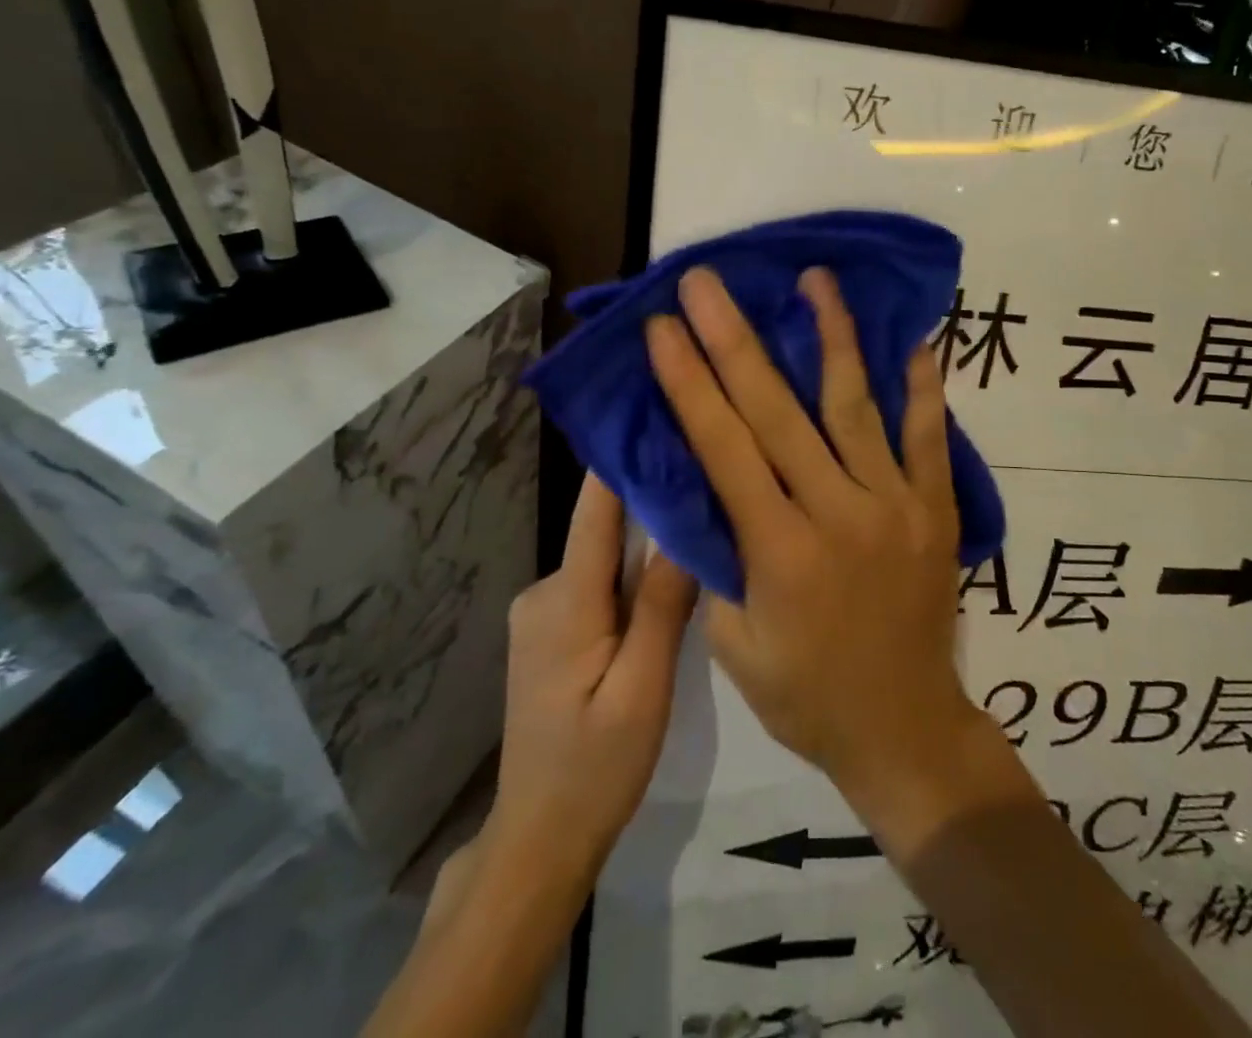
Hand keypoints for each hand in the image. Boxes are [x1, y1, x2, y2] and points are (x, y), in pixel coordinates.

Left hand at [477, 473, 695, 892]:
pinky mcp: (551, 629)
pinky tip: (670, 584)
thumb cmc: (594, 769)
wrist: (538, 839)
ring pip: (607, 558)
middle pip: (606, 529)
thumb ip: (662, 605)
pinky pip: (600, 583)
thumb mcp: (643, 690)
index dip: (626, 457)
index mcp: (565, 600)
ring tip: (705, 528)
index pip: (596, 507)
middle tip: (713, 480)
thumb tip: (684, 523)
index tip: (663, 413)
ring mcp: (543, 610)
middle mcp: (544, 590)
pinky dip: (633, 577)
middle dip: (654, 505)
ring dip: (648, 546)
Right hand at [645, 266, 1009, 826]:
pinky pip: (929, 435)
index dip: (689, 382)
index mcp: (778, 549)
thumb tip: (699, 485)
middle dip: (733, 340)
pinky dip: (922, 386)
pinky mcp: (936, 507)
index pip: (723, 447)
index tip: (663, 328)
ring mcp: (895, 503)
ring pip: (855, 405)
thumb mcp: (733, 644)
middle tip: (706, 282)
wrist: (904, 728)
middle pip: (777, 411)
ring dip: (831, 336)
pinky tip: (912, 338)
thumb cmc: (806, 695)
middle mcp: (837, 511)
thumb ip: (716, 558)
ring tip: (814, 279)